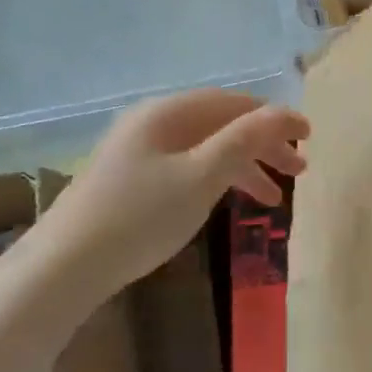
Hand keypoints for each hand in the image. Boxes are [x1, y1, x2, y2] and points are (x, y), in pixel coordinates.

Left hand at [47, 90, 308, 288]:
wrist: (62, 268)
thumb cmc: (139, 217)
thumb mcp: (201, 177)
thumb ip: (245, 141)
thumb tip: (285, 112)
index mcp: (168, 112)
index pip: (234, 103)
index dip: (274, 118)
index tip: (309, 138)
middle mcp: (152, 121)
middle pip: (220, 124)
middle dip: (262, 146)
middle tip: (299, 172)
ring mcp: (137, 151)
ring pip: (203, 148)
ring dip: (242, 167)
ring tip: (273, 199)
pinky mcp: (129, 179)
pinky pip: (185, 167)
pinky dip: (214, 180)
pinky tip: (227, 203)